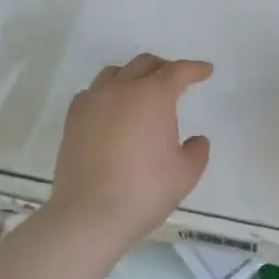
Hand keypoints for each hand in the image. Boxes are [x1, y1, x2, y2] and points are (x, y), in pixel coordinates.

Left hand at [47, 54, 212, 246]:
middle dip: (164, 68)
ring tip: (143, 92)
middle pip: (145, 64)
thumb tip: (196, 140)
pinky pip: (93, 92)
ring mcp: (92, 101)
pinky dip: (109, 93)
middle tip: (177, 81)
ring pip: (115, 73)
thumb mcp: (186, 173)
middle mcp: (121, 89)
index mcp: (153, 96)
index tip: (205, 70)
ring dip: (134, 76)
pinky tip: (113, 111)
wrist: (90, 214)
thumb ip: (197, 151)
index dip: (194, 69)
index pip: (177, 72)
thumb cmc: (145, 191)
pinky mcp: (73, 119)